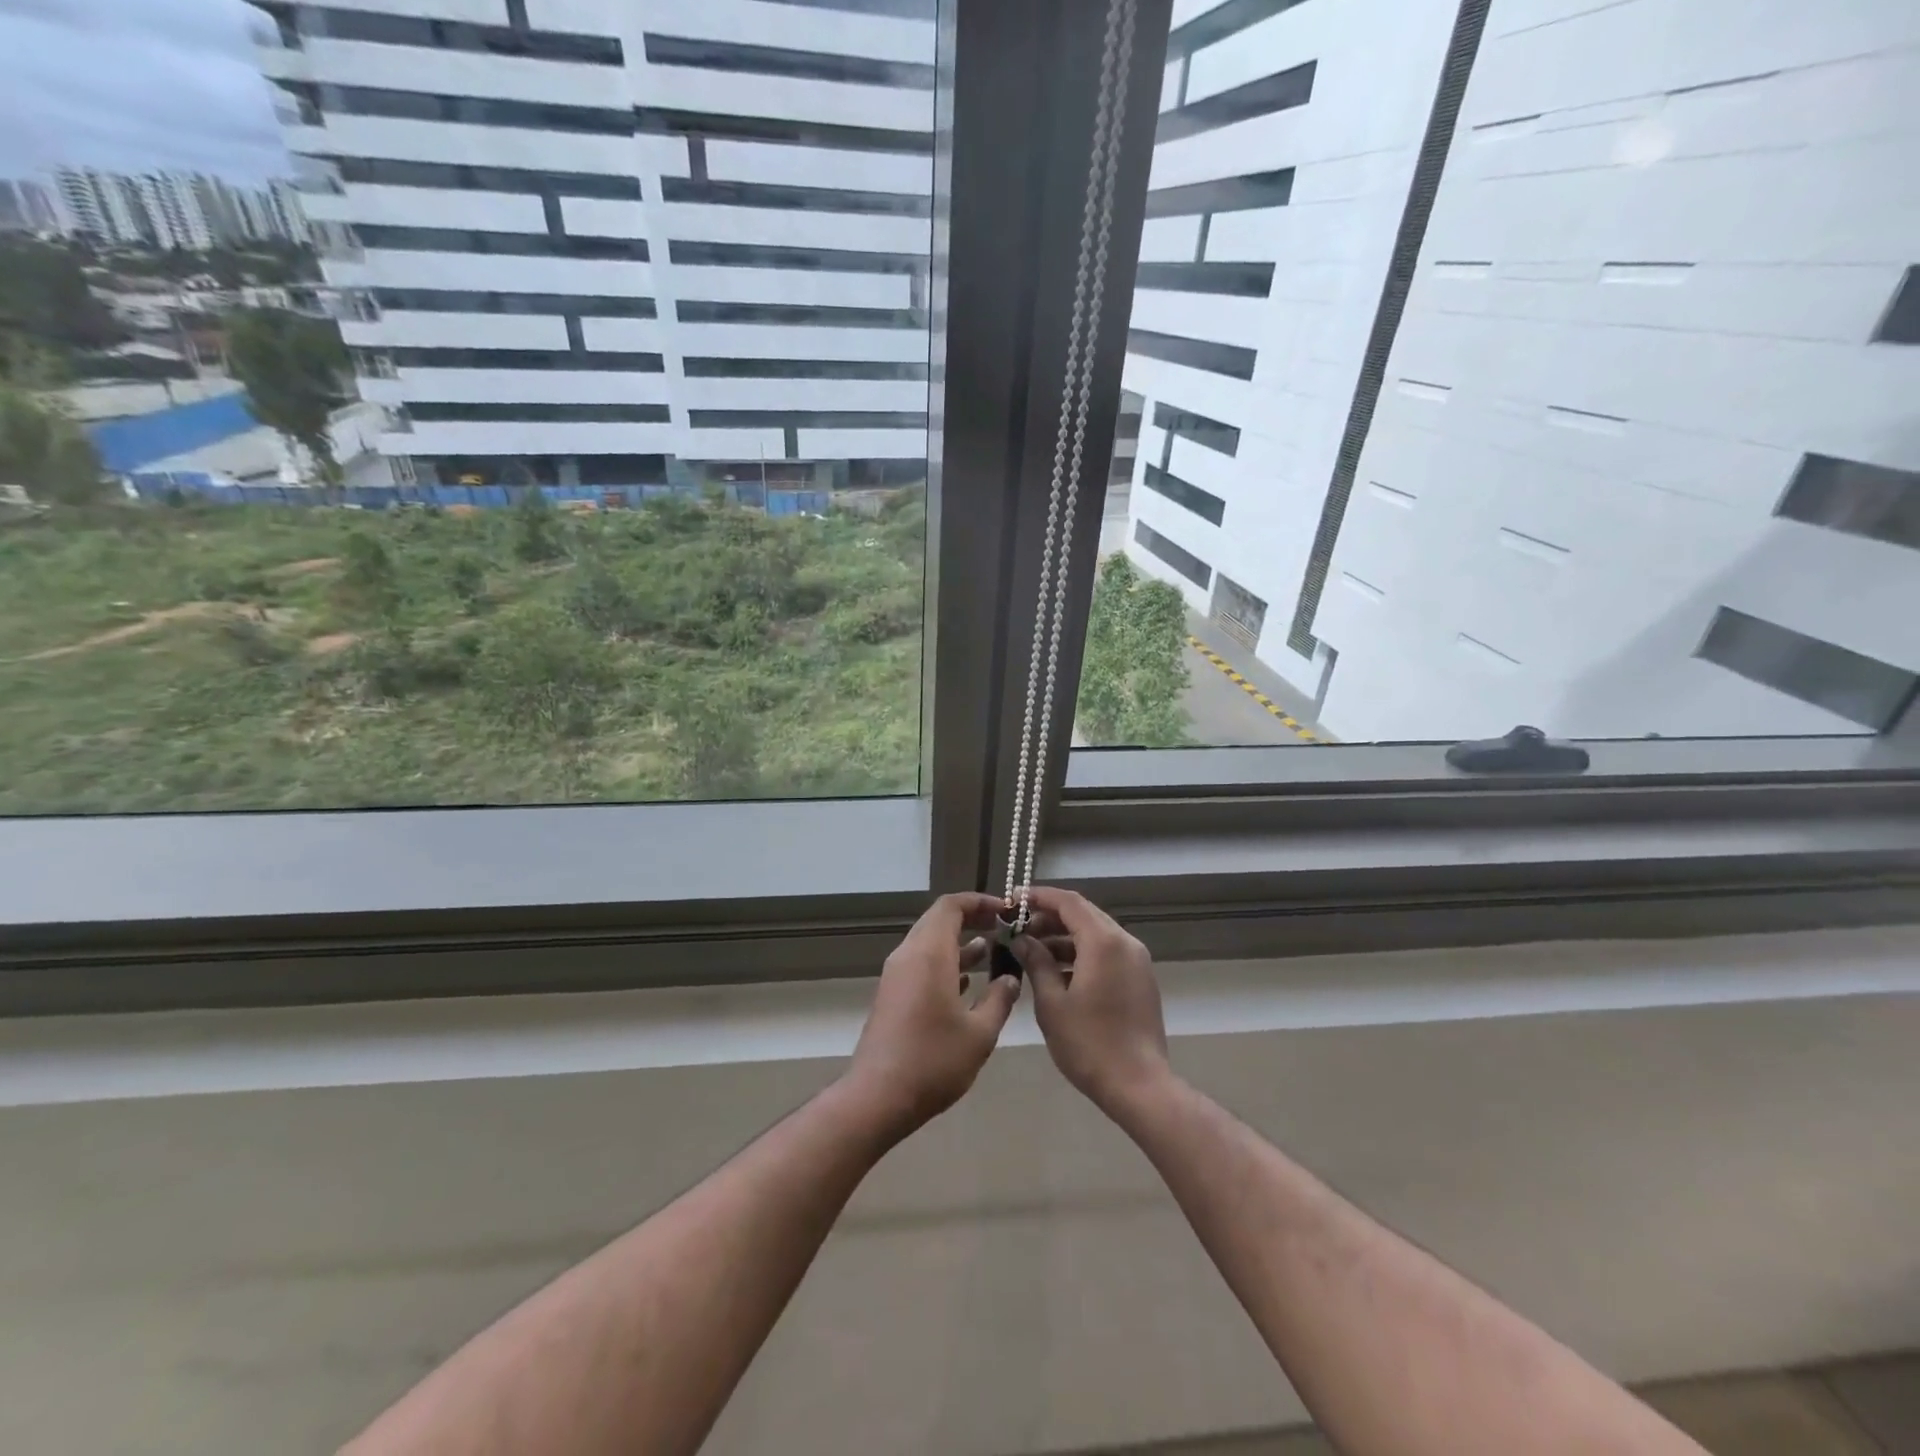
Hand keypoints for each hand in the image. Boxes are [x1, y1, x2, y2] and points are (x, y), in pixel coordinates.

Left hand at [845, 892, 1020, 1137]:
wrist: (877, 1097)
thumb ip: (999, 1000)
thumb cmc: (933, 1061)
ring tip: (993, 950)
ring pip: (929, 943)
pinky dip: (945, 962)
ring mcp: (897, 975)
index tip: (1005, 909)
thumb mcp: (980, 1034)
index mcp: (929, 954)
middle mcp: (909, 955)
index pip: (950, 906)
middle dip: (971, 919)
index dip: (978, 902)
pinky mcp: (892, 994)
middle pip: (938, 920)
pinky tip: (968, 982)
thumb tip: (1010, 978)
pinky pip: (921, 963)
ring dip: (959, 942)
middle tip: (1002, 927)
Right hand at [1014, 886, 1170, 1115]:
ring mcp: (1137, 960)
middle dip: (1049, 917)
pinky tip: (1058, 972)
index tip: (1012, 901)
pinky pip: (1107, 952)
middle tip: (1019, 928)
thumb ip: (1036, 963)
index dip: (1039, 897)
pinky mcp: (1140, 979)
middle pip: (1083, 914)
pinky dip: (1082, 952)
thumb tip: (1022, 940)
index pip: (1068, 902)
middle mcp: (1125, 942)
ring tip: (1032, 951)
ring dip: (1064, 936)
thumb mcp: (1052, 1003)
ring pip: (1096, 934)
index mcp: (1103, 942)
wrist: (1139, 1086)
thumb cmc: (1089, 1044)